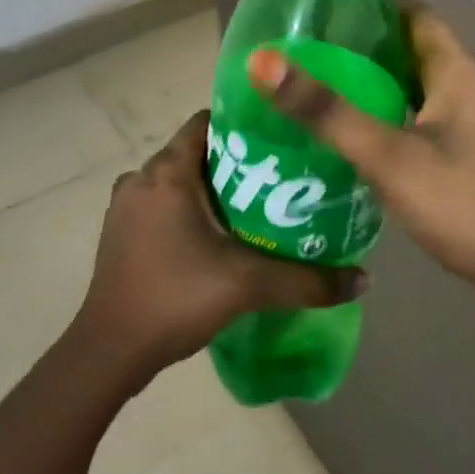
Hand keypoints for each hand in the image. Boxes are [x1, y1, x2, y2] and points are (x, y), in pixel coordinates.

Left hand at [71, 111, 366, 381]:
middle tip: (279, 182)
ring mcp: (125, 206)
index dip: (244, 126)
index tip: (280, 143)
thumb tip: (364, 280)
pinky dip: (189, 211)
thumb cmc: (175, 298)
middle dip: (236, 164)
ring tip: (255, 209)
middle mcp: (141, 177)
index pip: (207, 122)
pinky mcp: (120, 232)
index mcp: (167, 171)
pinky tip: (218, 239)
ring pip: (179, 181)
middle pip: (196, 153)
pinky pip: (162, 205)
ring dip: (212, 190)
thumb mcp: (248, 285)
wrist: (110, 350)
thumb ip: (307, 281)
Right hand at [248, 8, 474, 295]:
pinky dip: (375, 110)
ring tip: (311, 81)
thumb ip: (326, 110)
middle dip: (358, 41)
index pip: (413, 14)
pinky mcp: (451, 151)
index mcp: (454, 71)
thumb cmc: (455, 201)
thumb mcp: (385, 153)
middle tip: (303, 44)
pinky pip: (406, 114)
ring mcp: (458, 121)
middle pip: (405, 47)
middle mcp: (459, 87)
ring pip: (404, 83)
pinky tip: (340, 127)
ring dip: (364, 78)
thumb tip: (263, 61)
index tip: (321, 4)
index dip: (372, 2)